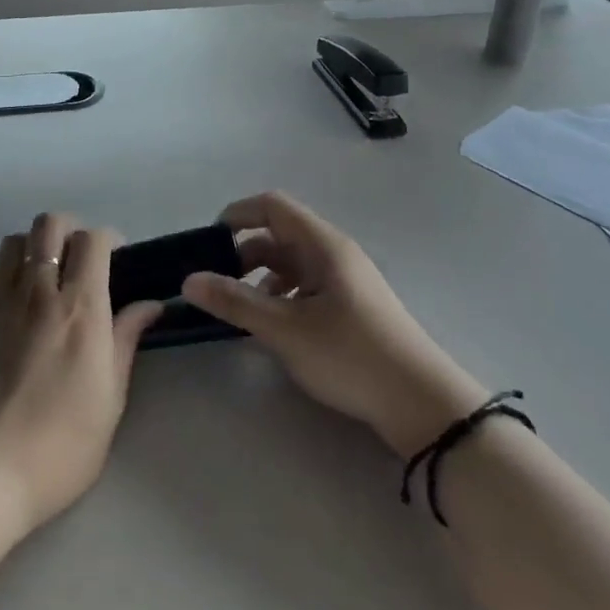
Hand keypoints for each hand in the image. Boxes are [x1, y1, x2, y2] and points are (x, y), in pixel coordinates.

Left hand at [0, 213, 164, 531]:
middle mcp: (37, 291)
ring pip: (13, 242)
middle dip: (68, 230)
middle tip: (77, 259)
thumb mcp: (110, 399)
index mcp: (80, 308)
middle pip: (49, 225)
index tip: (115, 258)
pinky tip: (7, 301)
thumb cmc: (59, 446)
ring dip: (32, 247)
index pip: (93, 240)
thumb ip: (126, 340)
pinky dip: (0, 276)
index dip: (107, 239)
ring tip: (40, 274)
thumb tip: (149, 303)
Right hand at [181, 192, 487, 457]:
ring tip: (239, 308)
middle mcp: (334, 252)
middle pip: (279, 235)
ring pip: (291, 263)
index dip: (237, 215)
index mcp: (322, 244)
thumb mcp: (285, 329)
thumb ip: (235, 302)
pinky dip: (281, 296)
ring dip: (261, 277)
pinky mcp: (351, 306)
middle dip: (243, 253)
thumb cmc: (350, 355)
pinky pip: (305, 286)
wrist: (421, 403)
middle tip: (215, 283)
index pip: (272, 206)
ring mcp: (345, 280)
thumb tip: (188, 279)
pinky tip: (272, 326)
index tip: (208, 243)